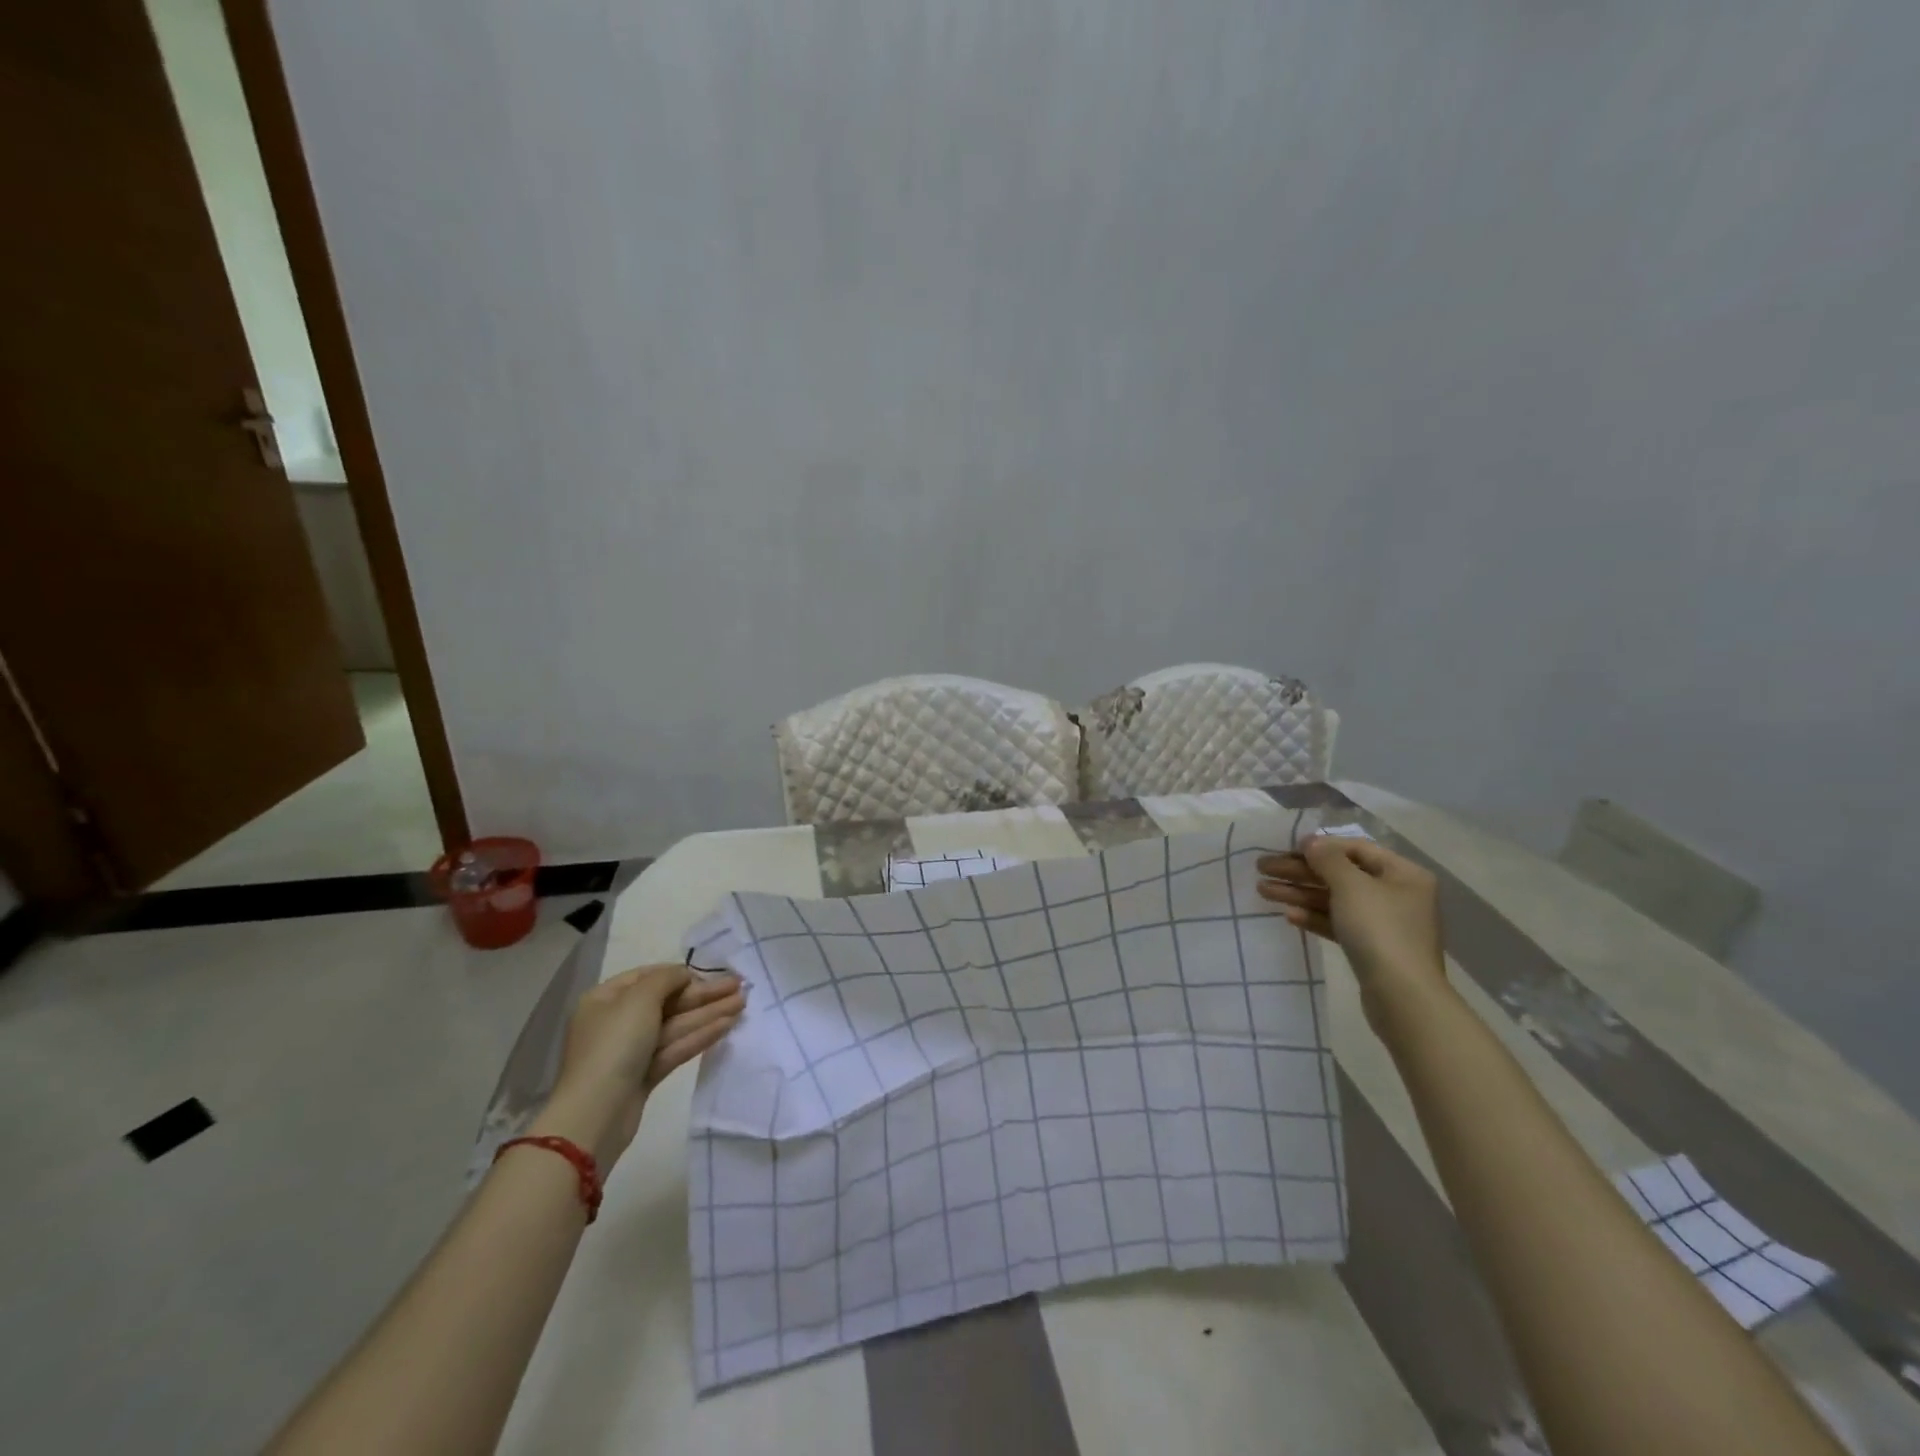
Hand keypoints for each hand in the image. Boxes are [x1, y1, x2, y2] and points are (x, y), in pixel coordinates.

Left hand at [536, 964, 746, 1167]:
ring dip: (708, 1013)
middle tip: (739, 986)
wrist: (596, 1113)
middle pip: (667, 1002)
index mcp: (606, 999)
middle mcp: (617, 1021)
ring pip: (676, 1025)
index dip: (680, 974)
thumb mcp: (639, 999)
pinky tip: (727, 1025)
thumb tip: (684, 974)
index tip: (711, 973)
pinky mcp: (645, 1074)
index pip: (648, 977)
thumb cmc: (614, 1045)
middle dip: (703, 995)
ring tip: (742, 1003)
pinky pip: (676, 1047)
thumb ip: (666, 979)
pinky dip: (700, 1036)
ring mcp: (631, 1050)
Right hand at [1256, 836, 1448, 1033]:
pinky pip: (1338, 923)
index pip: (1355, 848)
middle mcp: (1396, 894)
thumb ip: (1328, 859)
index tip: (1285, 848)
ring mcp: (1384, 923)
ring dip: (1299, 893)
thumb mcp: (1351, 886)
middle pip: (1340, 874)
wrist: (1402, 997)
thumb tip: (1311, 842)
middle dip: (1300, 871)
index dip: (1320, 846)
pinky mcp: (1371, 948)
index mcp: (1402, 874)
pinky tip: (1289, 915)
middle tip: (1261, 868)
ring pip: (1335, 900)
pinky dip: (1314, 916)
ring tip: (1262, 890)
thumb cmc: (1380, 930)